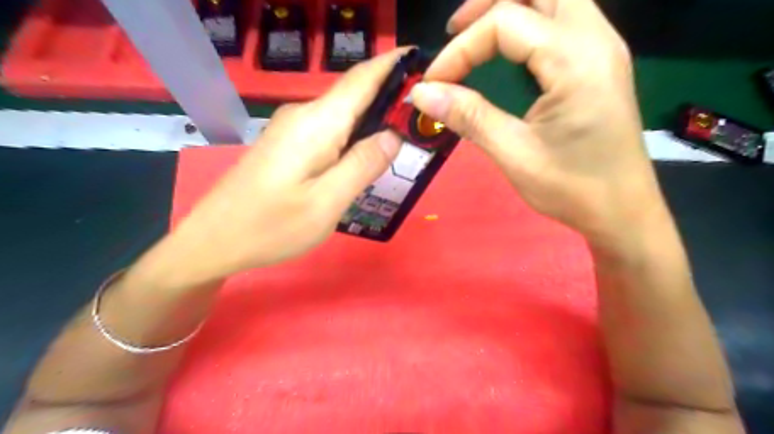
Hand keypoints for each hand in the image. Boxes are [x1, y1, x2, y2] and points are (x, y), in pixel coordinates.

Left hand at [135, 51, 405, 286]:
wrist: (214, 240)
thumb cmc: (271, 226)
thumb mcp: (326, 203)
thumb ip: (362, 165)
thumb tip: (393, 135)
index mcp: (317, 124)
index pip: (362, 79)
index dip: (393, 65)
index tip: (423, 61)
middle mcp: (303, 116)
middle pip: (354, 94)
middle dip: (390, 96)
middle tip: (424, 115)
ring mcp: (291, 128)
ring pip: (343, 113)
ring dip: (373, 117)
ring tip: (405, 134)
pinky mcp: (287, 143)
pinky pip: (330, 129)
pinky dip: (354, 133)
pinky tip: (365, 153)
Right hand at [415, 1, 667, 243]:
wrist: (622, 212)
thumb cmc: (572, 188)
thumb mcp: (514, 154)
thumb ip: (469, 117)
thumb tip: (421, 93)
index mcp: (577, 60)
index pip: (507, 23)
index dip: (461, 50)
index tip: (433, 84)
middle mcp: (596, 39)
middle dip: (489, 4)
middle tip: (454, 34)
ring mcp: (602, 48)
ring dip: (509, 9)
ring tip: (474, 38)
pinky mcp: (598, 63)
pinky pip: (561, 21)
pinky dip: (527, 25)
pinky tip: (506, 53)